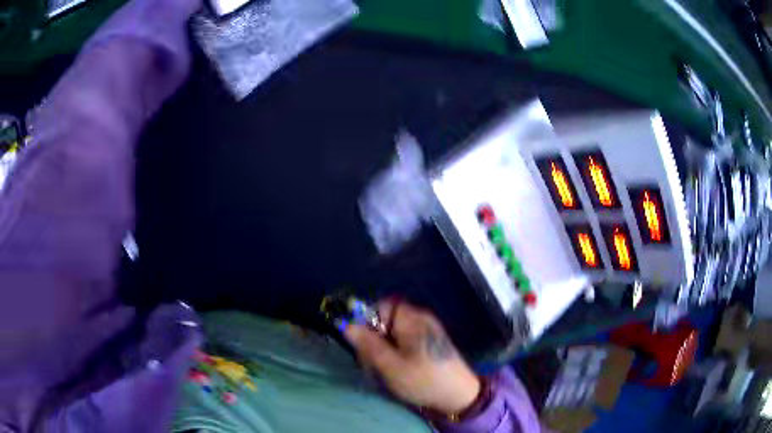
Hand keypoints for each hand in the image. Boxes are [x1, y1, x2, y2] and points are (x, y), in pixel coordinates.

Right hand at [343, 301, 480, 414]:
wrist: (458, 396)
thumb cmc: (423, 379)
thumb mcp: (390, 365)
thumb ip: (367, 344)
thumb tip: (346, 324)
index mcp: (412, 318)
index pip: (381, 306)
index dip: (366, 321)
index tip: (360, 342)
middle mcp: (420, 319)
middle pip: (385, 320)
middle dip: (373, 339)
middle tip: (370, 363)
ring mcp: (426, 331)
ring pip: (392, 334)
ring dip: (382, 350)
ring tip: (382, 371)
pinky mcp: (429, 344)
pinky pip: (404, 342)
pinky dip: (394, 354)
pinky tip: (395, 371)